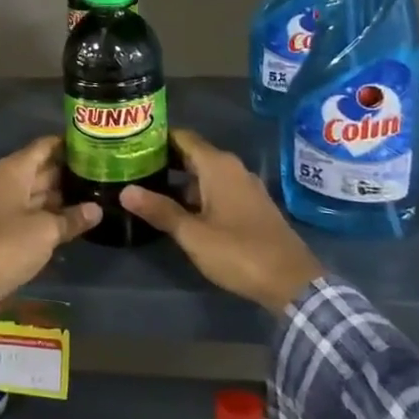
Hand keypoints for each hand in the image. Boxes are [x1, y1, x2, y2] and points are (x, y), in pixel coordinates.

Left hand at [0, 136, 99, 312]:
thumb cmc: (6, 244)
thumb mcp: (45, 231)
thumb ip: (71, 218)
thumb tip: (96, 209)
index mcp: (14, 171)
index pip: (44, 146)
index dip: (67, 144)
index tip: (94, 145)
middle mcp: (7, 182)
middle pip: (42, 169)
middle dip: (69, 171)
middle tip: (102, 173)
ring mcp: (4, 205)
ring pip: (38, 193)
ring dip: (62, 195)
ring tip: (95, 194)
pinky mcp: (3, 228)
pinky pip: (31, 213)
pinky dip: (50, 214)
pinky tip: (73, 219)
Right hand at [120, 128, 321, 313]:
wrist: (292, 282)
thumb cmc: (239, 252)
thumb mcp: (193, 234)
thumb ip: (160, 210)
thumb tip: (125, 191)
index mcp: (218, 166)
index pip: (182, 137)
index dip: (156, 138)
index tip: (130, 143)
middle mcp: (232, 168)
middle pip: (192, 154)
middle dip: (164, 159)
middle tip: (131, 166)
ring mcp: (244, 187)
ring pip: (204, 174)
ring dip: (179, 179)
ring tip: (147, 187)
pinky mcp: (251, 206)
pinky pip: (217, 188)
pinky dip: (196, 192)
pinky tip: (178, 208)